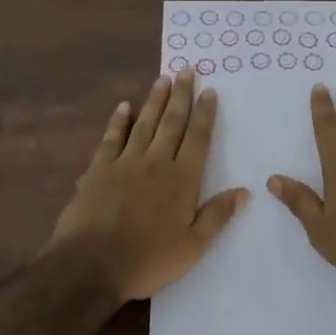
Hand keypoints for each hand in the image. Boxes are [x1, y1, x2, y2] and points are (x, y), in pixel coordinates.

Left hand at [49, 69, 247, 302]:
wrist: (92, 264)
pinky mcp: (99, 169)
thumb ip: (217, 216)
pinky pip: (112, 137)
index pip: (197, 139)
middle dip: (181, 95)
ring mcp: (125, 162)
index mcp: (182, 180)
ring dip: (155, 100)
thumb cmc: (147, 259)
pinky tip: (124, 106)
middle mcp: (156, 163)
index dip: (205, 114)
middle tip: (187, 70)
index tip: (210, 91)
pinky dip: (119, 120)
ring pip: (144, 123)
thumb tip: (244, 191)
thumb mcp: (192, 247)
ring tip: (163, 78)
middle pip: (172, 122)